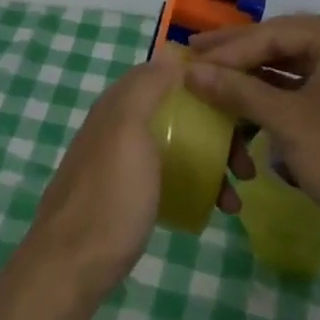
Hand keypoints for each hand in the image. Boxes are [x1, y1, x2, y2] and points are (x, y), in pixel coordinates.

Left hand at [19, 59, 248, 306]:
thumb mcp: (128, 131)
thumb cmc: (109, 195)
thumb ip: (146, 89)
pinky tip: (216, 207)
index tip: (241, 97)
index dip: (202, 80)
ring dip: (212, 161)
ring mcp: (123, 162)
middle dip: (216, 129)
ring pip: (177, 146)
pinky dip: (196, 184)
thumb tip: (171, 54)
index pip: (165, 74)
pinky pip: (170, 176)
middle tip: (247, 161)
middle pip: (177, 112)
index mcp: (118, 104)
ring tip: (237, 194)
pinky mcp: (128, 194)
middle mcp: (119, 125)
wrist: (72, 266)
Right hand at [184, 16, 319, 250]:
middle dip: (240, 55)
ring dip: (259, 76)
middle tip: (196, 55)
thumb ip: (238, 91)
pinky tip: (256, 102)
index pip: (271, 33)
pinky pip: (316, 85)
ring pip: (299, 66)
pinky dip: (284, 94)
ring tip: (220, 80)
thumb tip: (190, 71)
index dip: (227, 48)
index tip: (188, 57)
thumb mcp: (289, 123)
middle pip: (285, 43)